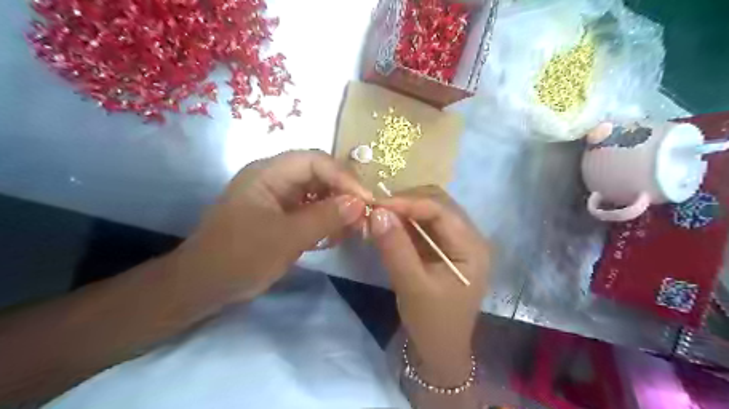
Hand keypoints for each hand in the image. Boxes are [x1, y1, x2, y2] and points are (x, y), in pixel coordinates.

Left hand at [170, 150, 369, 305]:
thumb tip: (360, 204)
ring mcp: (279, 198)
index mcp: (268, 173)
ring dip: (338, 208)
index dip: (344, 176)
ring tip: (355, 227)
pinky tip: (336, 235)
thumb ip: (325, 218)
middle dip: (344, 193)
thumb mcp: (285, 238)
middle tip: (365, 215)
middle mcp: (275, 179)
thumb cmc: (239, 258)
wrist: (203, 287)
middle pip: (319, 174)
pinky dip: (327, 220)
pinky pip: (312, 210)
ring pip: (318, 193)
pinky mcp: (283, 215)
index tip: (366, 200)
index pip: (315, 161)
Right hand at [370, 188, 488, 385]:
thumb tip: (377, 212)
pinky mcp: (441, 248)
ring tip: (376, 215)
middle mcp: (468, 237)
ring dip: (402, 211)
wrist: (438, 350)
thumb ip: (396, 248)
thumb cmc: (432, 322)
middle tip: (374, 208)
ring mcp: (455, 241)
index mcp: (472, 246)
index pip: (440, 210)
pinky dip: (402, 222)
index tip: (375, 204)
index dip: (407, 202)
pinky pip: (421, 225)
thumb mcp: (412, 286)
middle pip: (437, 204)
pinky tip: (385, 225)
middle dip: (405, 202)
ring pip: (428, 212)